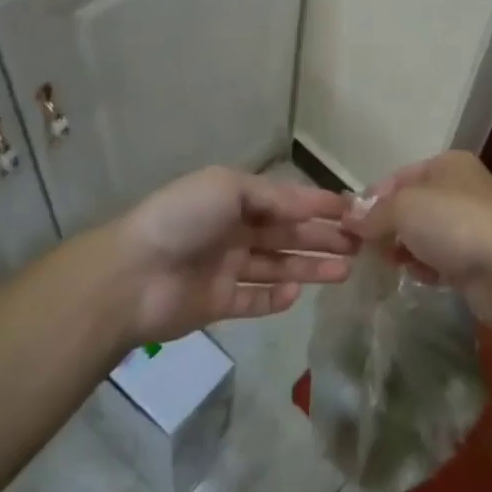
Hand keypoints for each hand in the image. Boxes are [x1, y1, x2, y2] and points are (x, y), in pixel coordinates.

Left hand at [108, 167, 358, 342]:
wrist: (132, 275)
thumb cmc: (183, 219)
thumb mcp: (229, 188)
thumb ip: (273, 197)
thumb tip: (310, 206)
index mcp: (236, 199)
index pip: (287, 200)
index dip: (319, 205)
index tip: (353, 211)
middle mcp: (235, 231)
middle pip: (287, 234)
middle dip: (322, 237)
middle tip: (359, 245)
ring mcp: (227, 268)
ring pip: (278, 266)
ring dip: (310, 267)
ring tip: (345, 271)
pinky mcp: (219, 303)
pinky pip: (256, 300)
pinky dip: (277, 298)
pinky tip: (298, 294)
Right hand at [355, 152, 491, 323]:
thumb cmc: (454, 224)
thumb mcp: (404, 208)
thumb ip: (374, 212)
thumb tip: (351, 219)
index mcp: (448, 164)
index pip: (398, 177)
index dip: (372, 199)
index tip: (350, 225)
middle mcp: (461, 189)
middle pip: (410, 206)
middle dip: (387, 227)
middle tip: (366, 249)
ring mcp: (472, 224)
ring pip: (424, 234)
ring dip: (405, 249)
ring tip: (390, 265)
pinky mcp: (477, 258)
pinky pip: (441, 259)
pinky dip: (427, 267)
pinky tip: (421, 277)